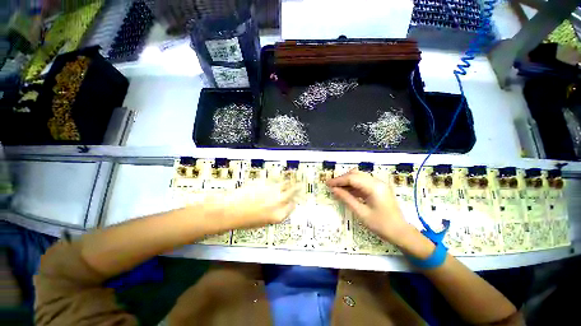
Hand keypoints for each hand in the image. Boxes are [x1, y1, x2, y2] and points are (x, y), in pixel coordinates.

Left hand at [202, 180, 299, 230]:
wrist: (230, 210)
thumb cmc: (244, 220)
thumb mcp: (262, 222)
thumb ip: (274, 213)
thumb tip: (279, 206)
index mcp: (279, 215)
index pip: (292, 207)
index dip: (293, 202)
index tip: (293, 199)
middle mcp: (279, 202)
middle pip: (293, 193)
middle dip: (297, 189)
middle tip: (300, 185)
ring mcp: (273, 190)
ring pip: (286, 184)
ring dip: (290, 181)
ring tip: (292, 179)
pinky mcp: (266, 182)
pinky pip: (276, 179)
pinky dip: (279, 178)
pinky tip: (280, 177)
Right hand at [326, 169, 411, 245]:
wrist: (400, 232)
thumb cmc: (381, 225)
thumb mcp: (361, 213)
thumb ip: (346, 199)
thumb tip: (333, 190)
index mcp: (374, 187)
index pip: (352, 178)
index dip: (338, 180)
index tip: (327, 184)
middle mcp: (377, 182)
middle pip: (355, 174)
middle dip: (342, 179)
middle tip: (331, 186)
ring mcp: (379, 184)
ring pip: (358, 177)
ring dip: (347, 181)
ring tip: (337, 189)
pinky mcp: (378, 188)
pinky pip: (363, 183)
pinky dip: (353, 186)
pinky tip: (346, 191)